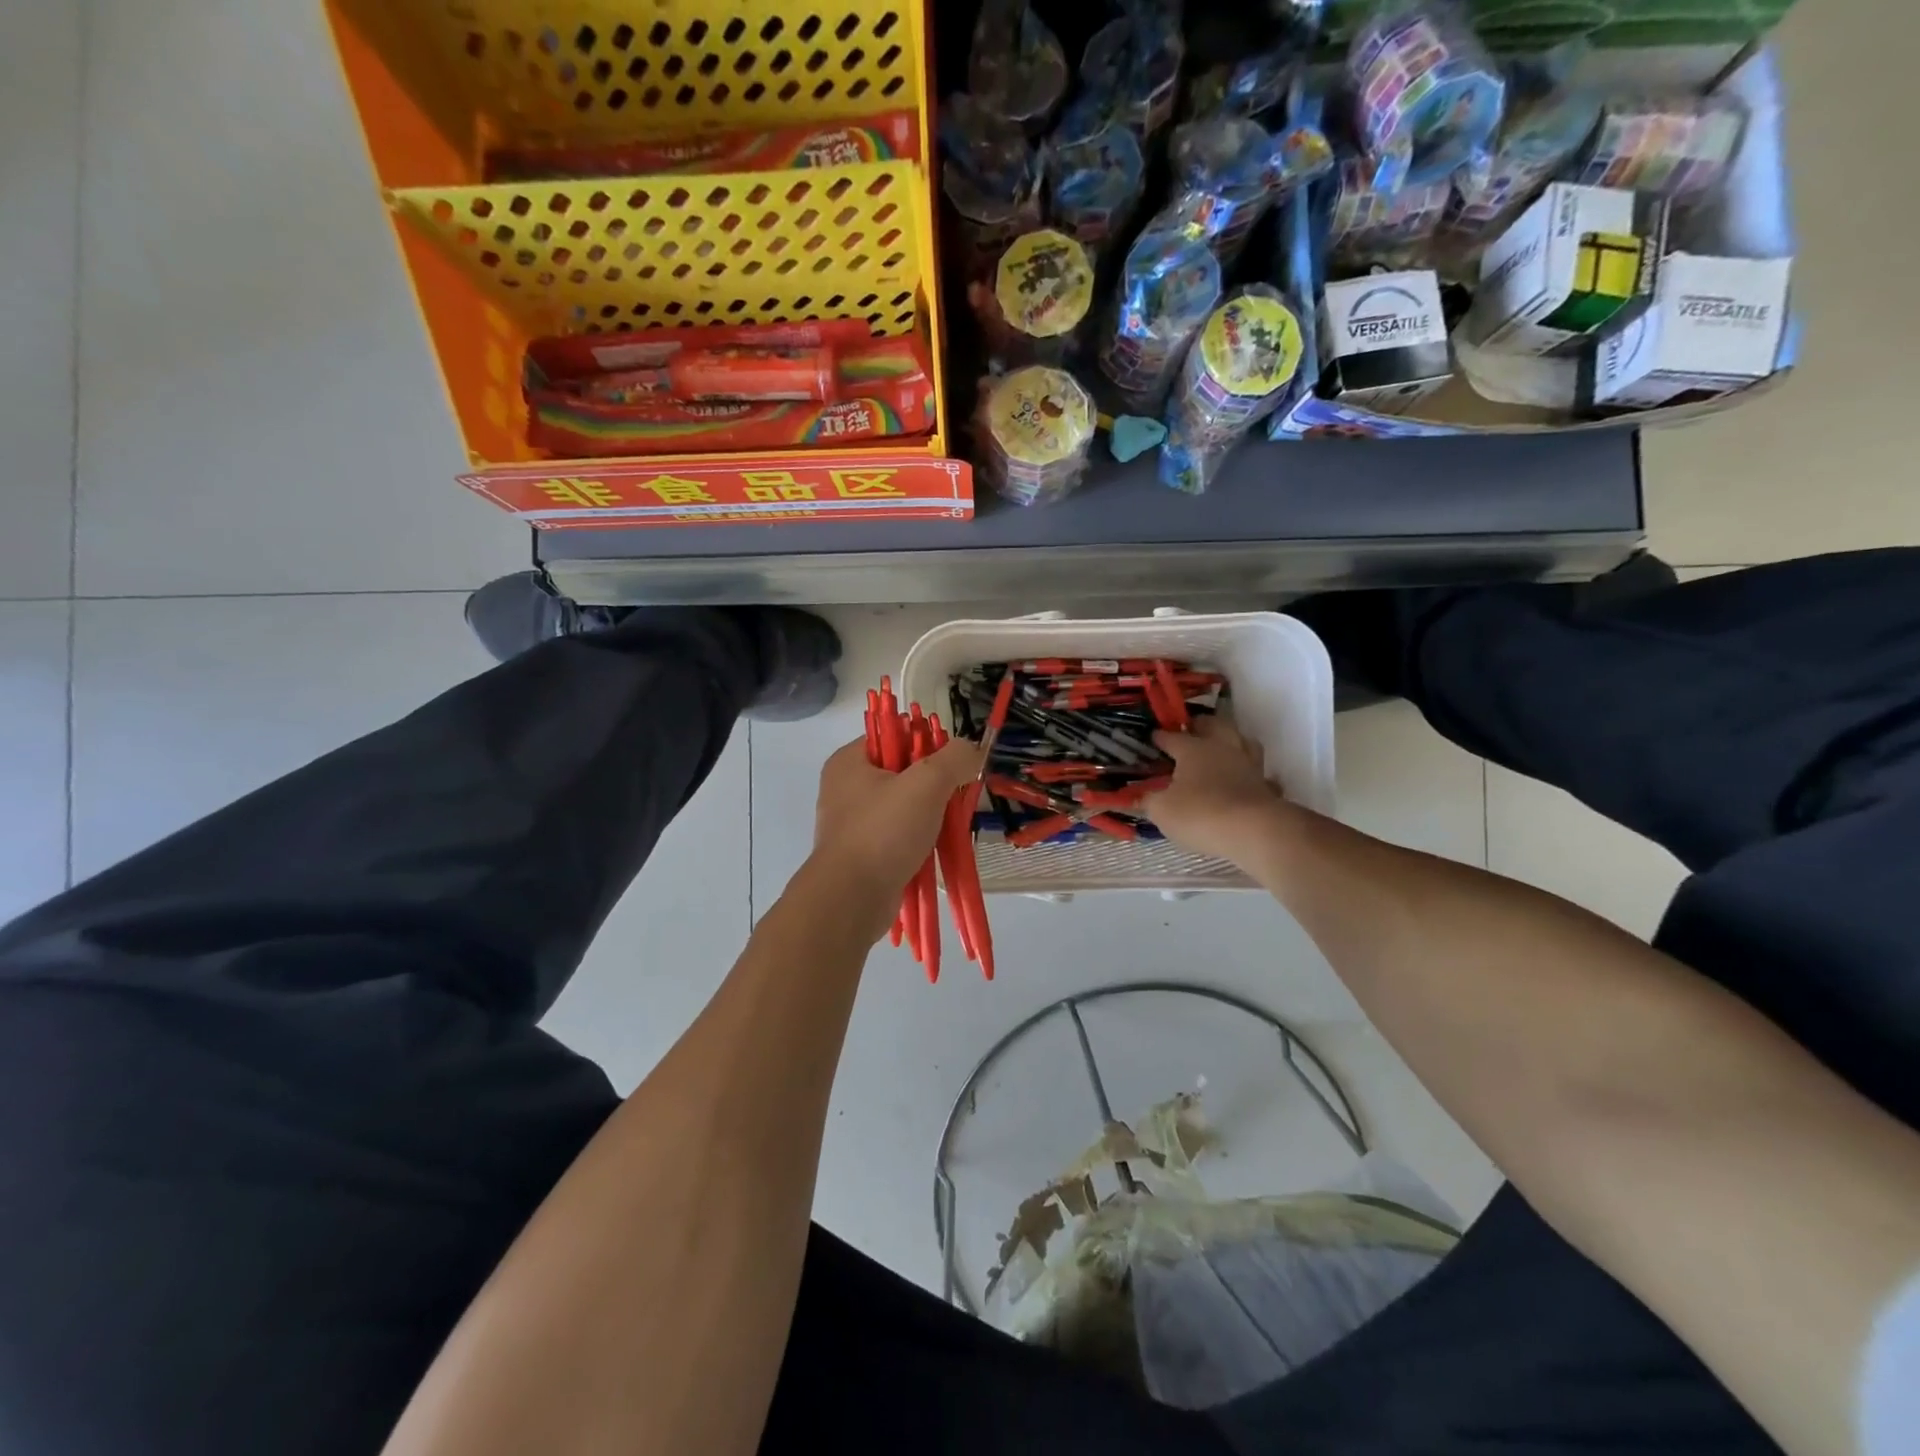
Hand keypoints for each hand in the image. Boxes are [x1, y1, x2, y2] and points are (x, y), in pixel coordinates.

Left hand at [810, 736, 982, 939]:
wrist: (851, 900)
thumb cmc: (884, 832)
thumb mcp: (927, 783)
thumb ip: (954, 759)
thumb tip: (971, 750)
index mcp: (850, 761)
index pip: (894, 735)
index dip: (926, 743)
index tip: (952, 764)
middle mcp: (846, 788)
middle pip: (903, 772)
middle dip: (935, 784)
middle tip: (957, 796)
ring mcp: (853, 824)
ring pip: (905, 806)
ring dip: (932, 814)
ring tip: (952, 824)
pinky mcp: (864, 854)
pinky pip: (900, 836)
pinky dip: (921, 840)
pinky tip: (939, 849)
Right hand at [1142, 715, 1296, 865]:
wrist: (1254, 831)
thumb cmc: (1200, 813)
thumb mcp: (1162, 810)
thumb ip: (1149, 800)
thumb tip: (1139, 796)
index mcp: (1193, 749)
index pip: (1172, 736)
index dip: (1160, 736)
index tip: (1153, 737)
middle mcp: (1223, 748)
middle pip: (1214, 725)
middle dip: (1201, 725)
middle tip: (1191, 730)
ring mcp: (1249, 765)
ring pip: (1243, 742)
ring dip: (1232, 742)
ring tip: (1222, 749)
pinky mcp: (1267, 786)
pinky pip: (1260, 774)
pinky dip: (1252, 775)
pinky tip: (1246, 782)